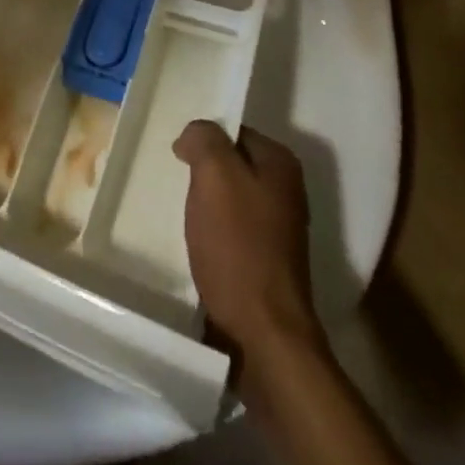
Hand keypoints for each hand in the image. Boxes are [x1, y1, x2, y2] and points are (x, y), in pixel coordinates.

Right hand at [175, 120, 320, 352]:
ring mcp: (280, 227)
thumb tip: (194, 133)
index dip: (203, 140)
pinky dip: (214, 231)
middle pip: (233, 165)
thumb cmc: (238, 247)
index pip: (233, 131)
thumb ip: (204, 140)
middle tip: (178, 185)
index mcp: (281, 163)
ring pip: (231, 198)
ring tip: (184, 216)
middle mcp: (287, 190)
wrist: (264, 334)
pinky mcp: (268, 259)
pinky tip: (198, 243)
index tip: (179, 157)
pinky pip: (233, 228)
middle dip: (204, 173)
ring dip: (206, 204)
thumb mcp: (215, 177)